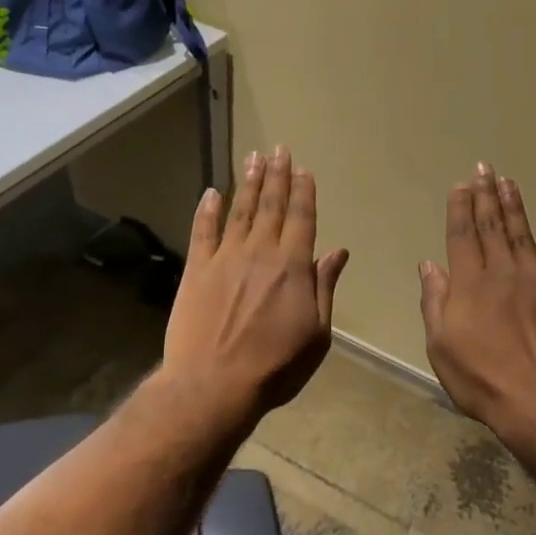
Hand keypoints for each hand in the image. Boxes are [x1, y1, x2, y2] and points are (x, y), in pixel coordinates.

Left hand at [162, 145, 349, 432]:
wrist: (214, 385)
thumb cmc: (275, 366)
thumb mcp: (317, 334)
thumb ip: (325, 287)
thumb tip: (338, 252)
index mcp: (293, 267)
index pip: (302, 218)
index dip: (304, 192)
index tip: (303, 169)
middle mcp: (260, 252)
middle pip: (272, 206)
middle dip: (277, 176)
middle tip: (278, 149)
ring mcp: (225, 258)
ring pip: (240, 211)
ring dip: (249, 183)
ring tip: (254, 158)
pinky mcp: (196, 269)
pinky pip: (203, 231)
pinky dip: (207, 210)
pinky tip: (212, 192)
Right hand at [419, 164, 535, 445]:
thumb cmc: (482, 380)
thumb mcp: (441, 347)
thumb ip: (435, 302)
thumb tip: (429, 265)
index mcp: (470, 284)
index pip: (462, 234)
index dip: (460, 207)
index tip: (461, 184)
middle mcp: (503, 273)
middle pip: (492, 226)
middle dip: (486, 195)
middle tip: (485, 168)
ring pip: (523, 234)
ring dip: (515, 206)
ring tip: (509, 182)